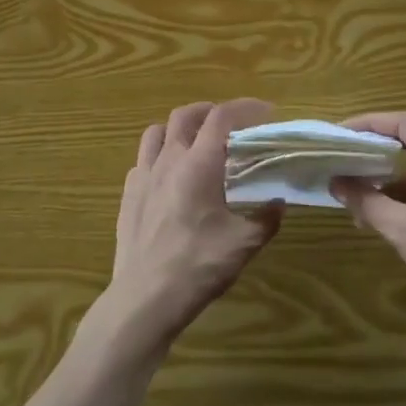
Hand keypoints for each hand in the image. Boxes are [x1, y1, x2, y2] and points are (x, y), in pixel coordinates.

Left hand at [102, 100, 282, 351]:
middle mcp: (169, 159)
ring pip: (157, 131)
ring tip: (195, 142)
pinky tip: (169, 176)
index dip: (245, 107)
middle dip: (210, 111)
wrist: (144, 298)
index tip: (265, 112)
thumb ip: (265, 218)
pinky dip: (159, 155)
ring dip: (179, 128)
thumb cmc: (198, 266)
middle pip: (186, 115)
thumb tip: (278, 203)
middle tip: (229, 124)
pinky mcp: (128, 194)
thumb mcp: (243, 244)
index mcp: (199, 163)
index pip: (222, 116)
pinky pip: (142, 160)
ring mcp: (143, 175)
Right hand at [331, 112, 405, 347]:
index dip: (370, 123)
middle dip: (382, 152)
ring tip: (368, 198)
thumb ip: (367, 202)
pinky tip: (400, 216)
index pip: (405, 123)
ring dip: (399, 178)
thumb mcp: (404, 231)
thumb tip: (336, 183)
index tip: (343, 133)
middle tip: (351, 160)